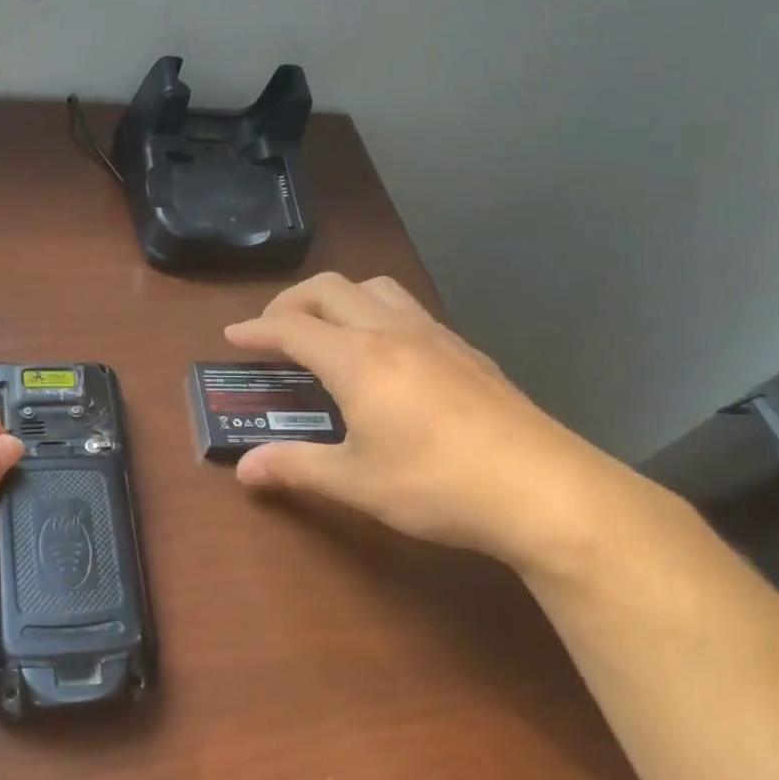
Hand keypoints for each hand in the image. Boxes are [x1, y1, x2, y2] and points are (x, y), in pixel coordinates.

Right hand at [225, 272, 642, 574]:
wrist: (546, 491)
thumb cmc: (438, 485)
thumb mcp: (356, 483)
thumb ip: (295, 468)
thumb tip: (243, 470)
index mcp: (357, 359)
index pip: (291, 328)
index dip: (256, 329)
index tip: (232, 336)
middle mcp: (392, 332)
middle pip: (330, 289)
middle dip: (291, 301)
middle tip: (272, 329)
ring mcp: (436, 336)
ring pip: (375, 288)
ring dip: (339, 297)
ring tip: (327, 329)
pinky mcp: (468, 351)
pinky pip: (409, 310)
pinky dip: (377, 314)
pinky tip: (386, 354)